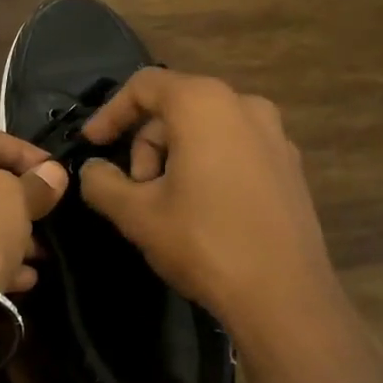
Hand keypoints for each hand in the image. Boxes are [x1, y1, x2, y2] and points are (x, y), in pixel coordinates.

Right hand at [79, 70, 339, 338]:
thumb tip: (92, 170)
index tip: (92, 146)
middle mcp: (245, 105)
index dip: (110, 113)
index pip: (145, 85)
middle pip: (177, 107)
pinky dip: (208, 165)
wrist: (284, 297)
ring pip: (207, 129)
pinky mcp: (291, 165)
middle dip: (146, 145)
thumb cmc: (204, 243)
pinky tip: (203, 210)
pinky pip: (235, 148)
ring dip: (175, 158)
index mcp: (204, 103)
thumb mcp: (137, 214)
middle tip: (135, 192)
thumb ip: (101, 182)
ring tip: (167, 206)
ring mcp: (275, 135)